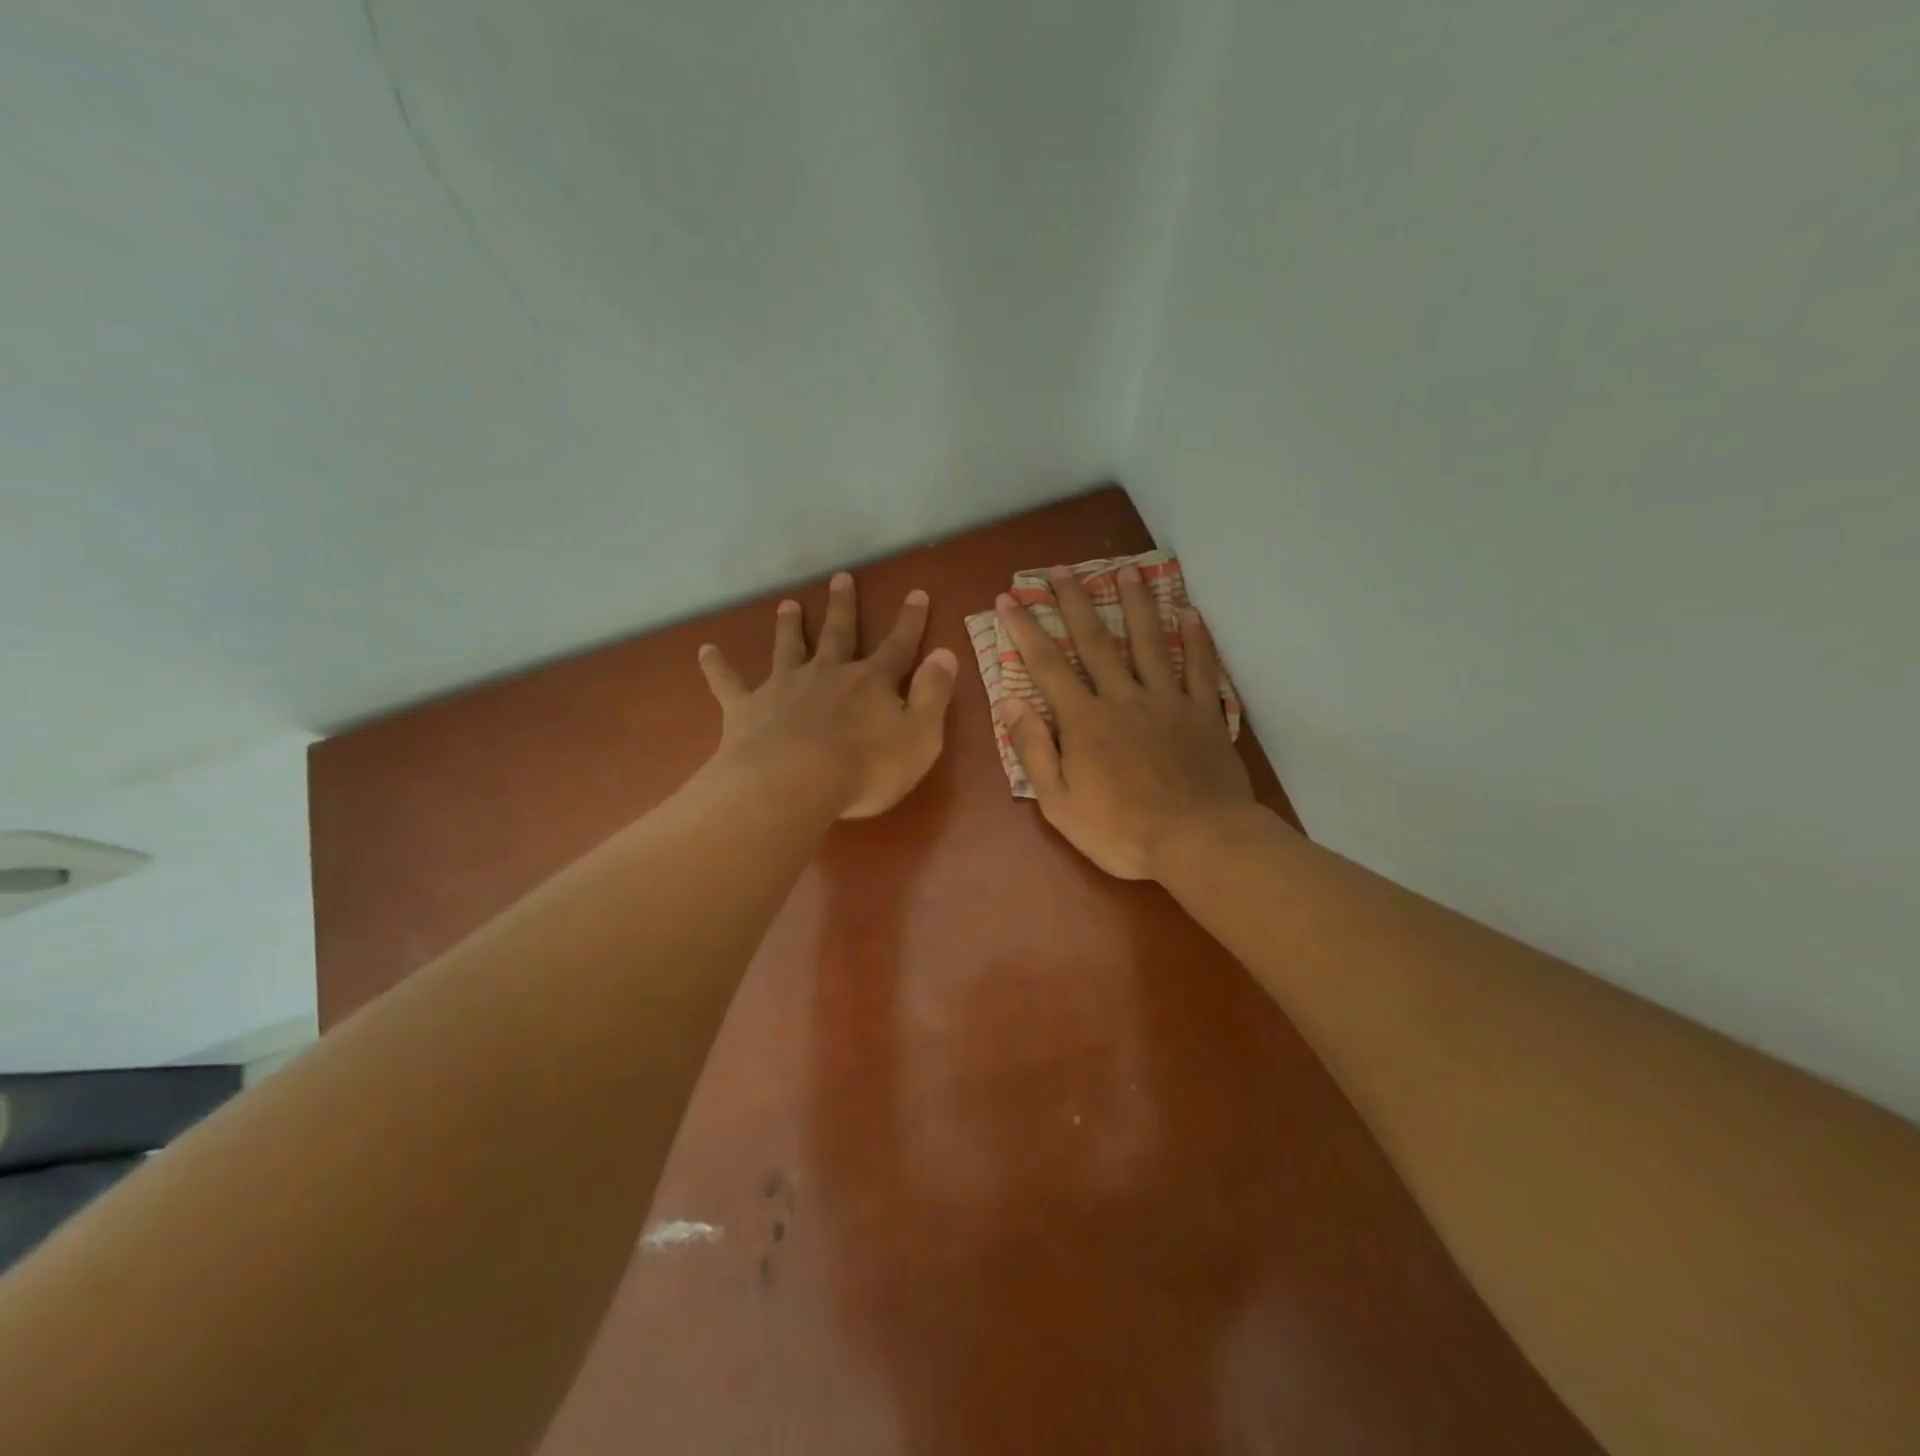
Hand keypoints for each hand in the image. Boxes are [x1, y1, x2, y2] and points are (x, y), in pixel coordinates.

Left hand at [699, 571, 957, 817]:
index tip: (916, 593)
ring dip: (789, 626)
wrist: (795, 782)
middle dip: (843, 607)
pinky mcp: (748, 708)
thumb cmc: (867, 768)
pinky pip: (728, 683)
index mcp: (872, 683)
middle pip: (839, 634)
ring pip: (788, 648)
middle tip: (841, 578)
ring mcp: (785, 687)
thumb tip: (946, 654)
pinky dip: (716, 666)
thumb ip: (934, 694)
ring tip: (787, 604)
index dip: (910, 621)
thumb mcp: (920, 736)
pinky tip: (705, 650)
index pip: (898, 646)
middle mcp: (828, 674)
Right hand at [997, 564, 1252, 878]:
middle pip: (1095, 641)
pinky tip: (1189, 612)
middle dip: (1074, 602)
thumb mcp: (1058, 803)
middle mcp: (1123, 698)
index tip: (1009, 598)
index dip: (1025, 629)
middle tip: (1060, 569)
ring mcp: (1167, 701)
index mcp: (1084, 721)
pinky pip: (1199, 668)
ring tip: (1126, 571)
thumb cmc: (1120, 830)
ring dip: (1136, 604)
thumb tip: (1011, 704)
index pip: (1046, 665)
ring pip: (1149, 642)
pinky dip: (1195, 639)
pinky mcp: (1203, 712)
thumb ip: (1034, 751)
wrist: (1197, 841)